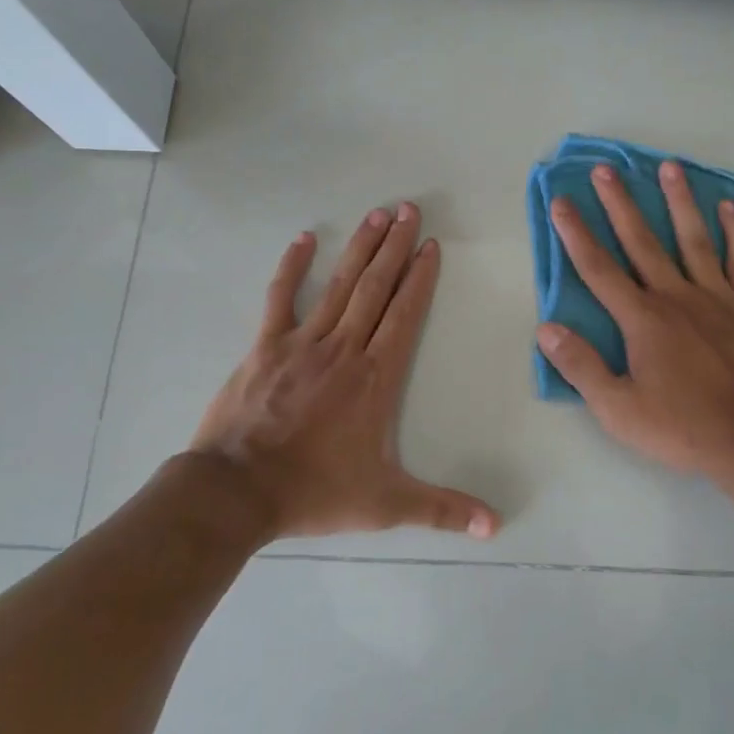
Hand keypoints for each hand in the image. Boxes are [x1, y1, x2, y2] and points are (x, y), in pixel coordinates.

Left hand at [186, 204, 498, 541]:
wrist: (236, 492)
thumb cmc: (314, 491)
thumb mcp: (386, 504)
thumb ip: (442, 509)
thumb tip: (496, 526)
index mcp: (375, 377)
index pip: (405, 314)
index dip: (420, 278)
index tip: (430, 245)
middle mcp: (344, 348)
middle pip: (376, 287)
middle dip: (395, 246)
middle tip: (409, 208)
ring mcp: (302, 343)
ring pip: (339, 285)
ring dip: (360, 247)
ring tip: (377, 213)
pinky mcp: (265, 347)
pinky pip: (281, 298)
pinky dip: (293, 267)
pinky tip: (305, 239)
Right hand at [536, 161, 733, 479]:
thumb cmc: (683, 427)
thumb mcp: (618, 409)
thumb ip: (581, 367)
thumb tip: (546, 329)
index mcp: (642, 319)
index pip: (599, 269)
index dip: (576, 234)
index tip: (561, 202)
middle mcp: (677, 296)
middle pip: (642, 242)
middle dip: (620, 204)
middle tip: (605, 168)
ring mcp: (719, 297)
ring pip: (694, 239)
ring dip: (679, 202)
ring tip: (669, 167)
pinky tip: (728, 208)